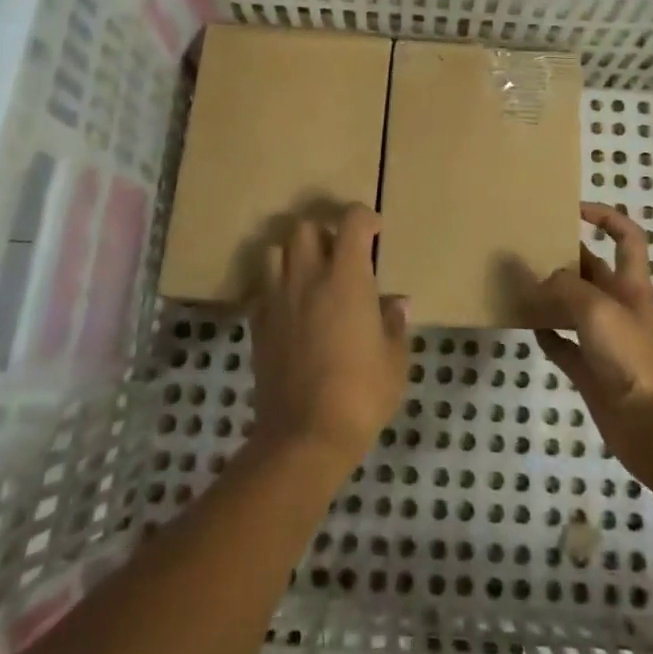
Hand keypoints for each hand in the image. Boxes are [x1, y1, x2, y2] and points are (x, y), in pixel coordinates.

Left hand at [248, 206, 409, 473]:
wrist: (304, 436)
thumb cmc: (361, 394)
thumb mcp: (394, 360)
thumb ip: (394, 324)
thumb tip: (395, 303)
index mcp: (346, 277)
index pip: (352, 222)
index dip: (365, 218)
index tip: (375, 231)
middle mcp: (307, 276)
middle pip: (304, 227)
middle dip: (323, 232)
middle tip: (339, 255)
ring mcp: (277, 298)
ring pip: (275, 251)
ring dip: (293, 254)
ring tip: (310, 275)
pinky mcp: (257, 324)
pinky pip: (261, 288)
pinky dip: (275, 286)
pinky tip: (290, 307)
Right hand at [520, 203, 652, 490]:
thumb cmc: (637, 359)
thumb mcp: (598, 310)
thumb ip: (563, 288)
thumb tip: (530, 276)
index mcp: (631, 285)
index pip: (626, 237)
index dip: (605, 217)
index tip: (571, 209)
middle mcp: (618, 307)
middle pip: (590, 270)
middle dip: (562, 256)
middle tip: (522, 245)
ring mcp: (604, 341)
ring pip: (571, 307)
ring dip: (546, 295)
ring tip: (513, 281)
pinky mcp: (591, 373)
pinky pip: (563, 346)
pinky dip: (545, 335)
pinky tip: (524, 326)